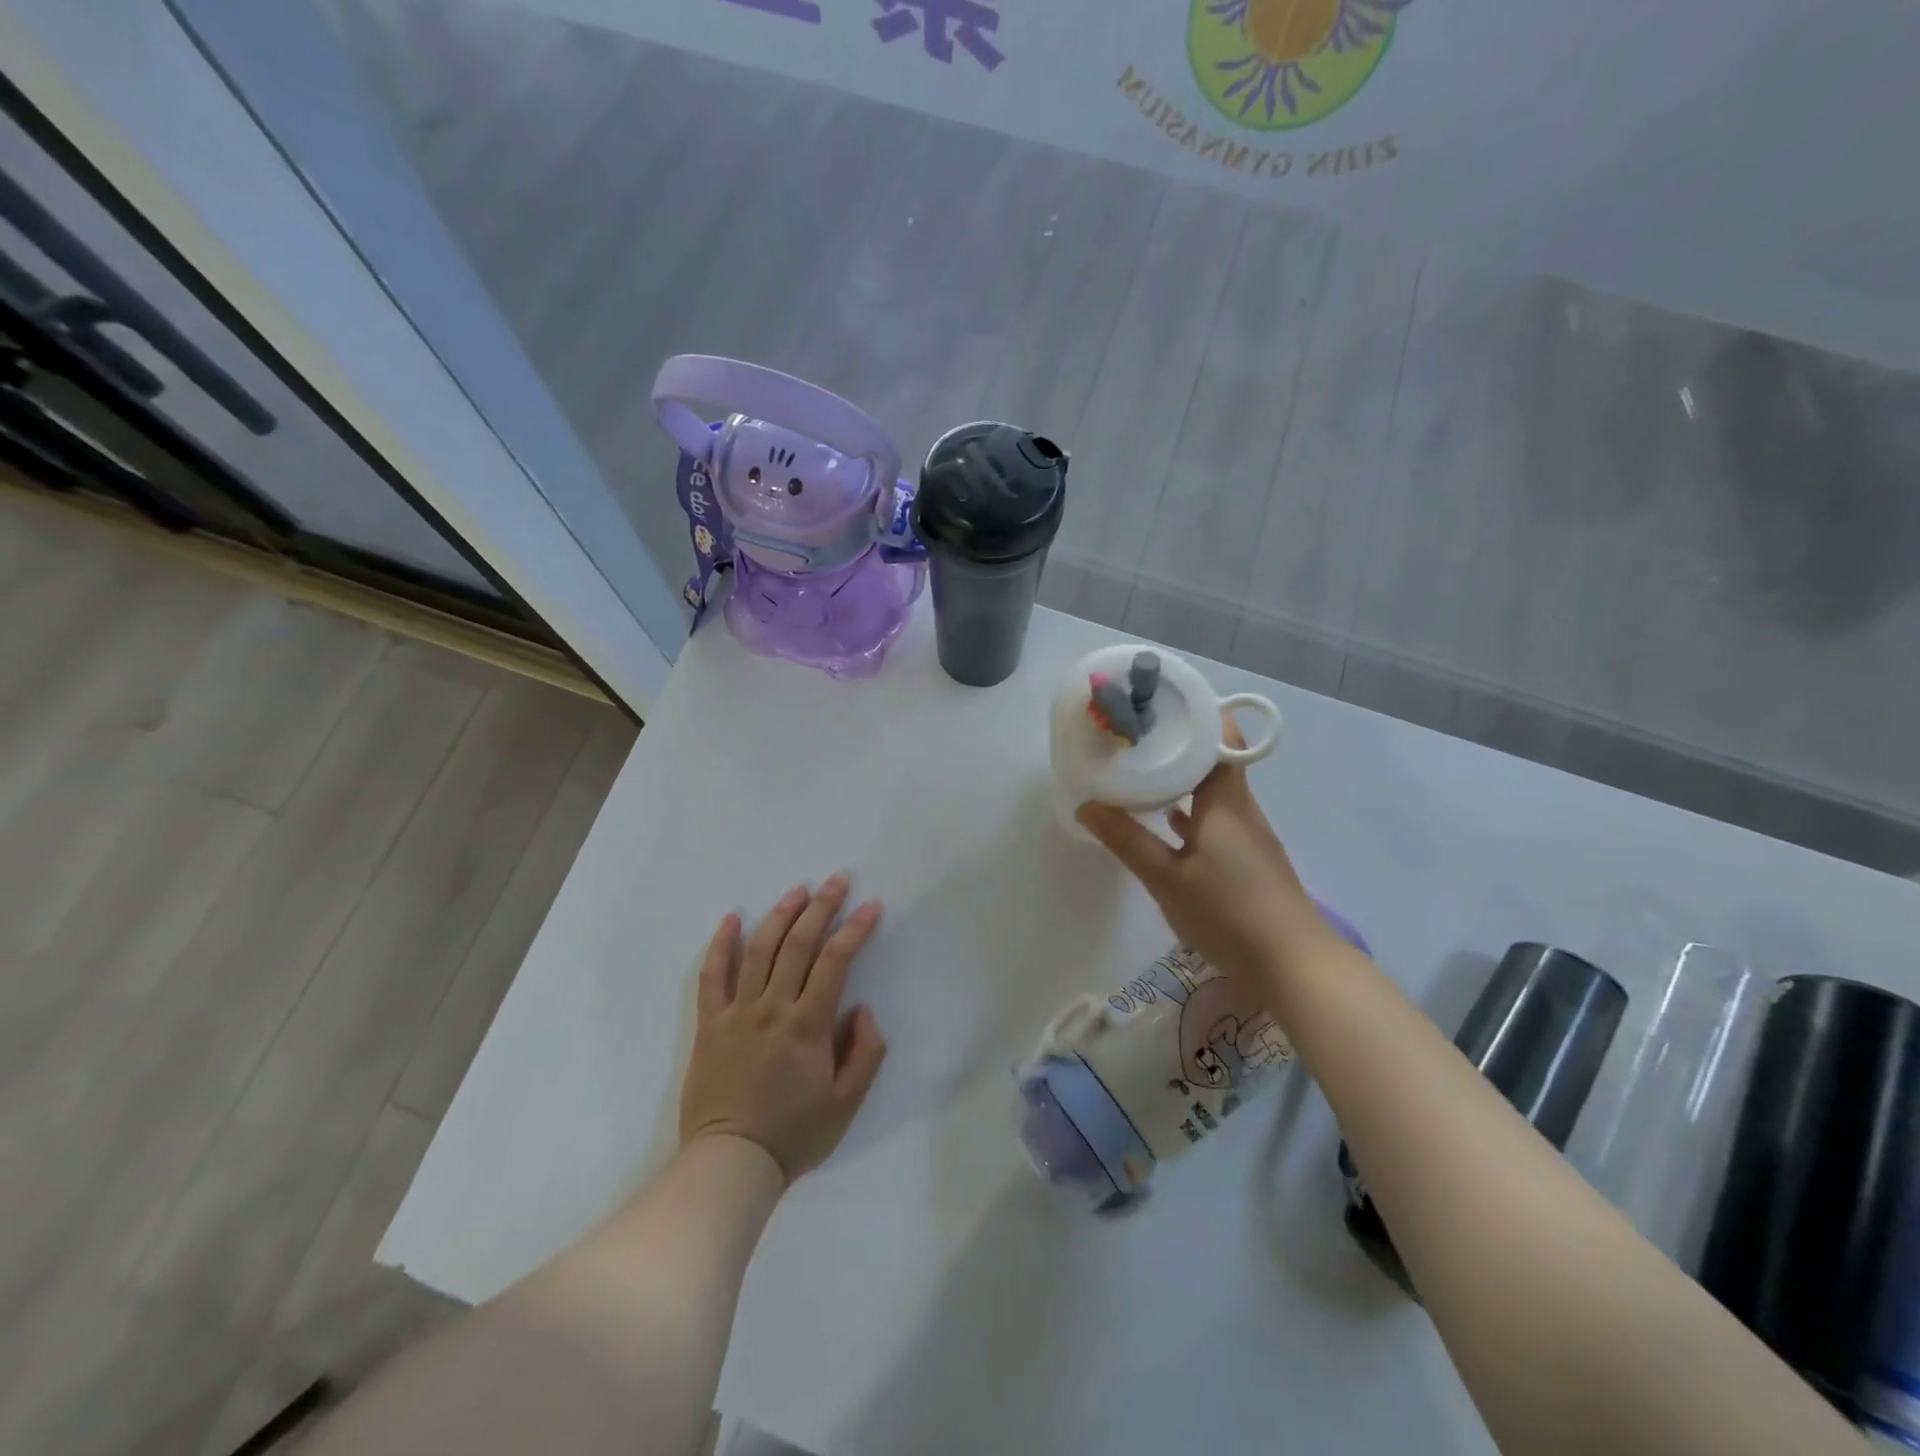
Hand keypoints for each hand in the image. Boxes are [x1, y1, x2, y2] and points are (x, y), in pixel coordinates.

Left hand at [678, 875, 886, 1182]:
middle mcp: (773, 1008)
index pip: (835, 961)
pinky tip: (732, 917)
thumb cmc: (794, 1134)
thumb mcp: (847, 1103)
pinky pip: (712, 976)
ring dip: (780, 915)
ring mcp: (737, 1012)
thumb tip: (863, 1008)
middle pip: (799, 944)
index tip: (871, 906)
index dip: (855, 929)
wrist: (731, 1163)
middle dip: (821, 907)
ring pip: (760, 950)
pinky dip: (721, 943)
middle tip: (836, 880)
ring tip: (798, 890)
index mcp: (808, 1025)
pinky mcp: (710, 1024)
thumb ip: (866, 1052)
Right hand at [1076, 722, 1324, 985]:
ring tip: (1141, 771)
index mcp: (1226, 802)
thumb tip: (1087, 805)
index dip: (1196, 717)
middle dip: (1178, 747)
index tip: (1160, 707)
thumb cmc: (1229, 913)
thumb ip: (1127, 840)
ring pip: (1212, 793)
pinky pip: (1215, 821)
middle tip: (1135, 738)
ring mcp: (1248, 836)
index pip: (1222, 739)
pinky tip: (1165, 823)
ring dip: (1182, 780)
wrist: (1294, 966)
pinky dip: (1190, 813)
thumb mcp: (1167, 878)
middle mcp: (1241, 809)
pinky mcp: (1248, 862)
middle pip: (1214, 762)